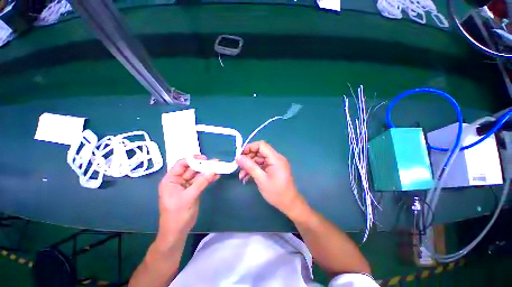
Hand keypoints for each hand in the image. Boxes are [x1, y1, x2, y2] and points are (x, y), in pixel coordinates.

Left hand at [155, 156, 218, 248]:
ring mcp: (186, 185)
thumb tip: (212, 171)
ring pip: (198, 174)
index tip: (205, 158)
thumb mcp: (188, 197)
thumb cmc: (177, 214)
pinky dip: (208, 178)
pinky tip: (216, 176)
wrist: (178, 231)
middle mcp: (178, 180)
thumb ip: (200, 183)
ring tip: (218, 168)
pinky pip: (201, 181)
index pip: (181, 164)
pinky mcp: (193, 190)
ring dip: (207, 171)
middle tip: (215, 162)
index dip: (192, 160)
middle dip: (203, 165)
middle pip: (191, 169)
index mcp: (171, 180)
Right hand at [236, 141, 304, 216]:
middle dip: (248, 158)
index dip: (250, 147)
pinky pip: (261, 165)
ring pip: (259, 159)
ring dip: (249, 166)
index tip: (240, 155)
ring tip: (241, 176)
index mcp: (276, 158)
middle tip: (239, 166)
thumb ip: (249, 167)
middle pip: (259, 152)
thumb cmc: (276, 192)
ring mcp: (274, 163)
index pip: (261, 145)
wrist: (288, 204)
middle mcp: (276, 158)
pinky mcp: (273, 169)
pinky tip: (246, 177)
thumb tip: (238, 157)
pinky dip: (254, 170)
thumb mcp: (261, 179)